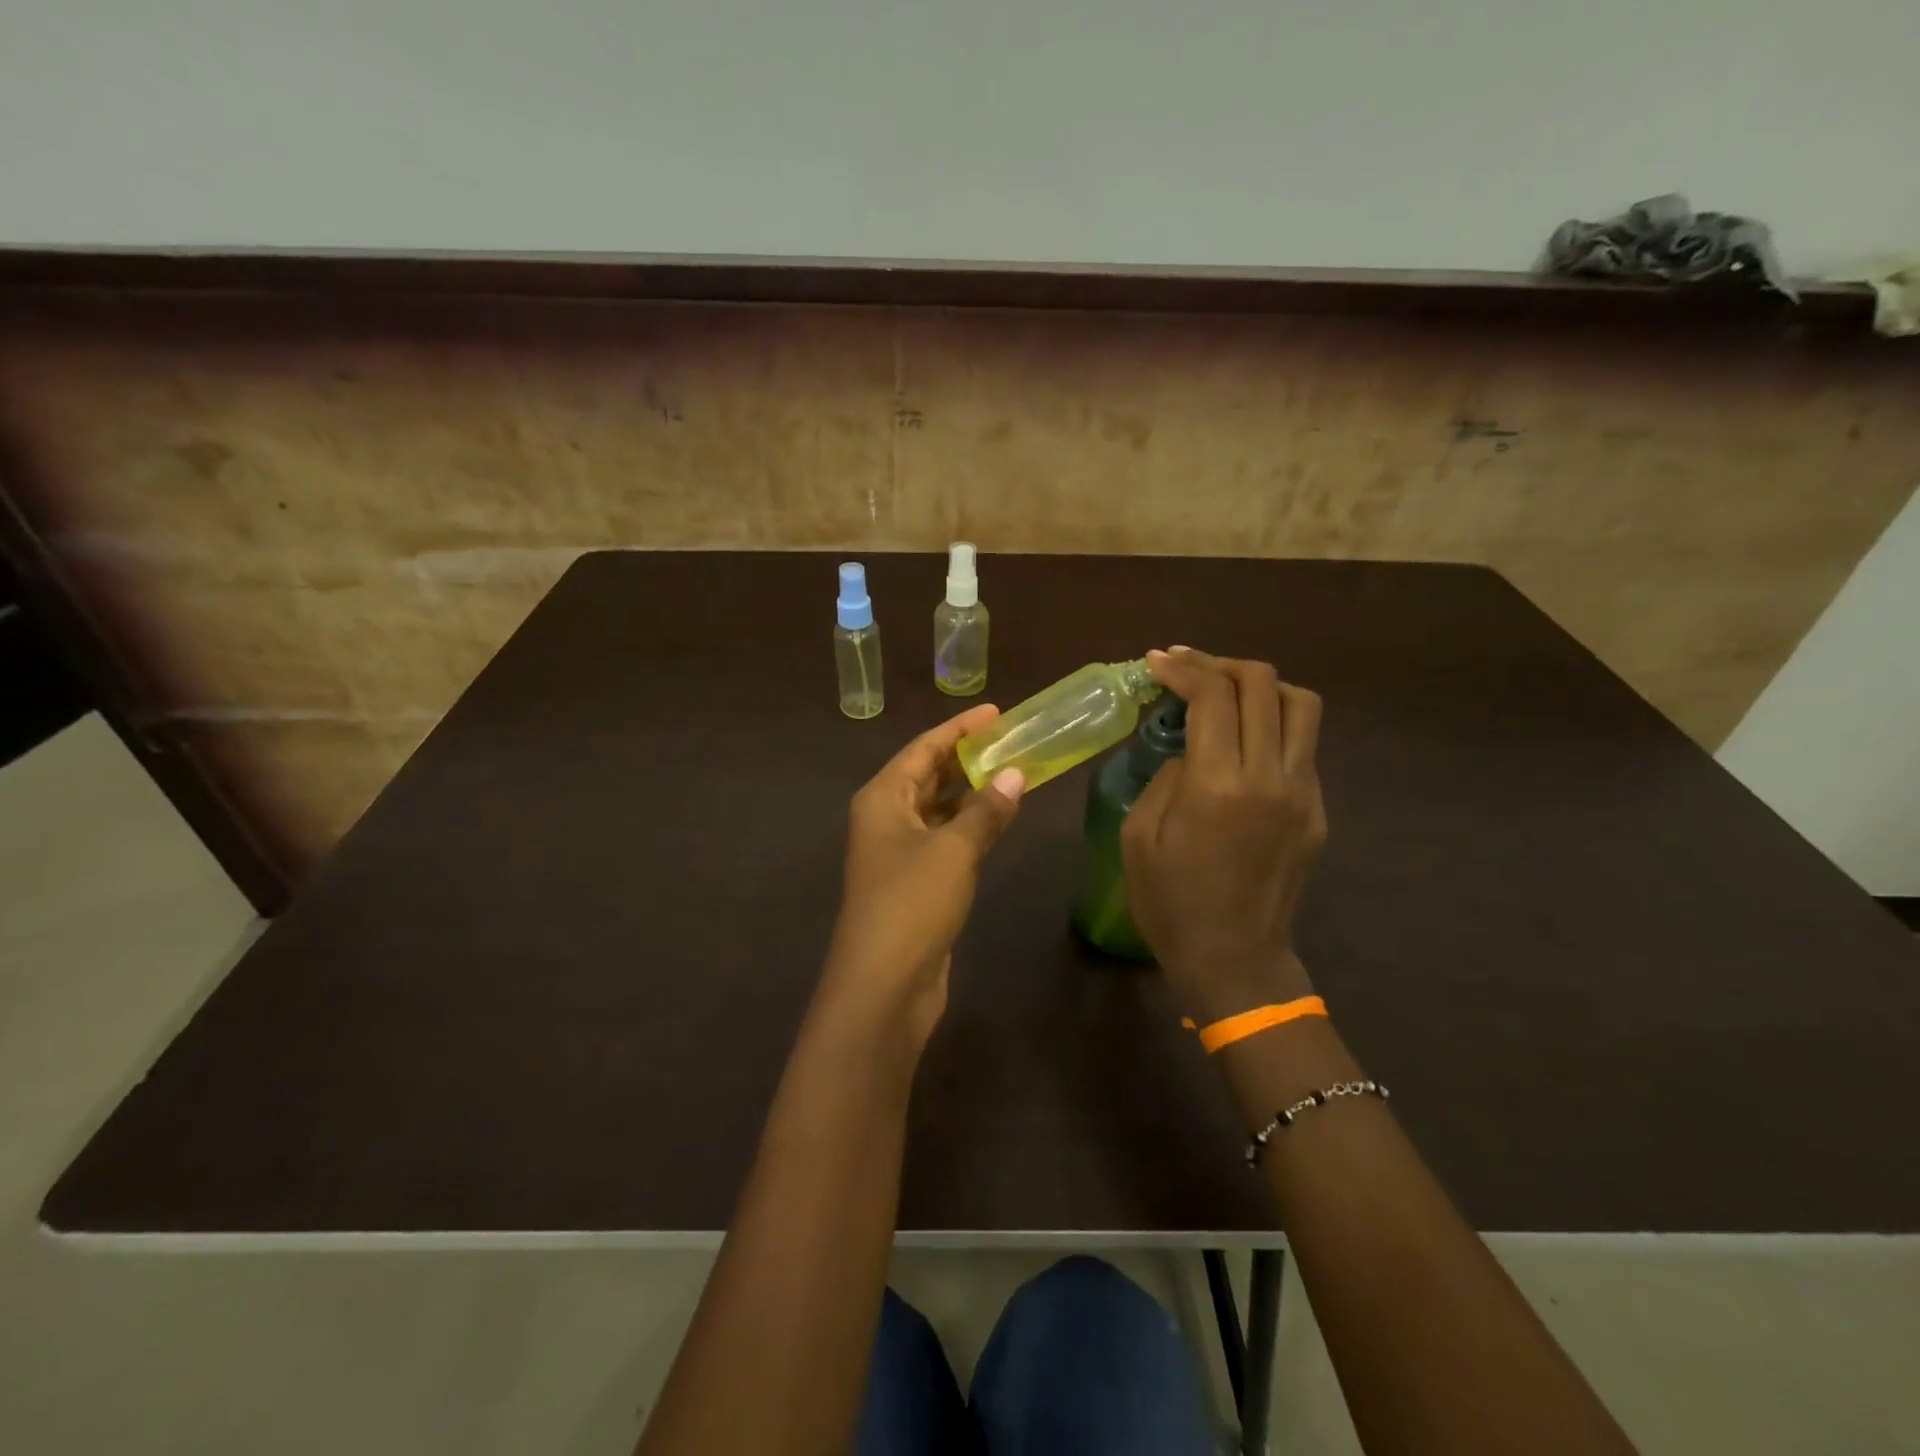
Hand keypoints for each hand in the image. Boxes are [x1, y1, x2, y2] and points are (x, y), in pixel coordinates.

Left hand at [820, 703, 1025, 1048]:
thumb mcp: (953, 851)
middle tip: (1010, 739)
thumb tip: (1016, 774)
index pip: (923, 749)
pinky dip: (970, 825)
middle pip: (928, 775)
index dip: (958, 729)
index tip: (995, 712)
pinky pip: (946, 838)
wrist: (883, 986)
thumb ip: (986, 811)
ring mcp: (899, 852)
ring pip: (939, 808)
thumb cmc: (911, 904)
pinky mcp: (916, 883)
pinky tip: (999, 819)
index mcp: (883, 798)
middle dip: (966, 757)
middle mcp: (886, 818)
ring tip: (1013, 771)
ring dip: (972, 792)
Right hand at [1121, 648, 1325, 1021]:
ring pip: (1300, 704)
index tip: (1157, 662)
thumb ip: (1165, 778)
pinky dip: (1272, 723)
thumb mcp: (1138, 836)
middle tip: (1187, 670)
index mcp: (1218, 786)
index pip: (1213, 696)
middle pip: (1263, 684)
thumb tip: (1190, 751)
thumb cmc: (1170, 903)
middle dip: (1220, 664)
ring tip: (1224, 693)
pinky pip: (1303, 745)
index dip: (1184, 668)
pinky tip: (1241, 741)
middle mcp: (1270, 777)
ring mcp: (1303, 792)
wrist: (1233, 959)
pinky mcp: (1317, 810)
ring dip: (1260, 686)